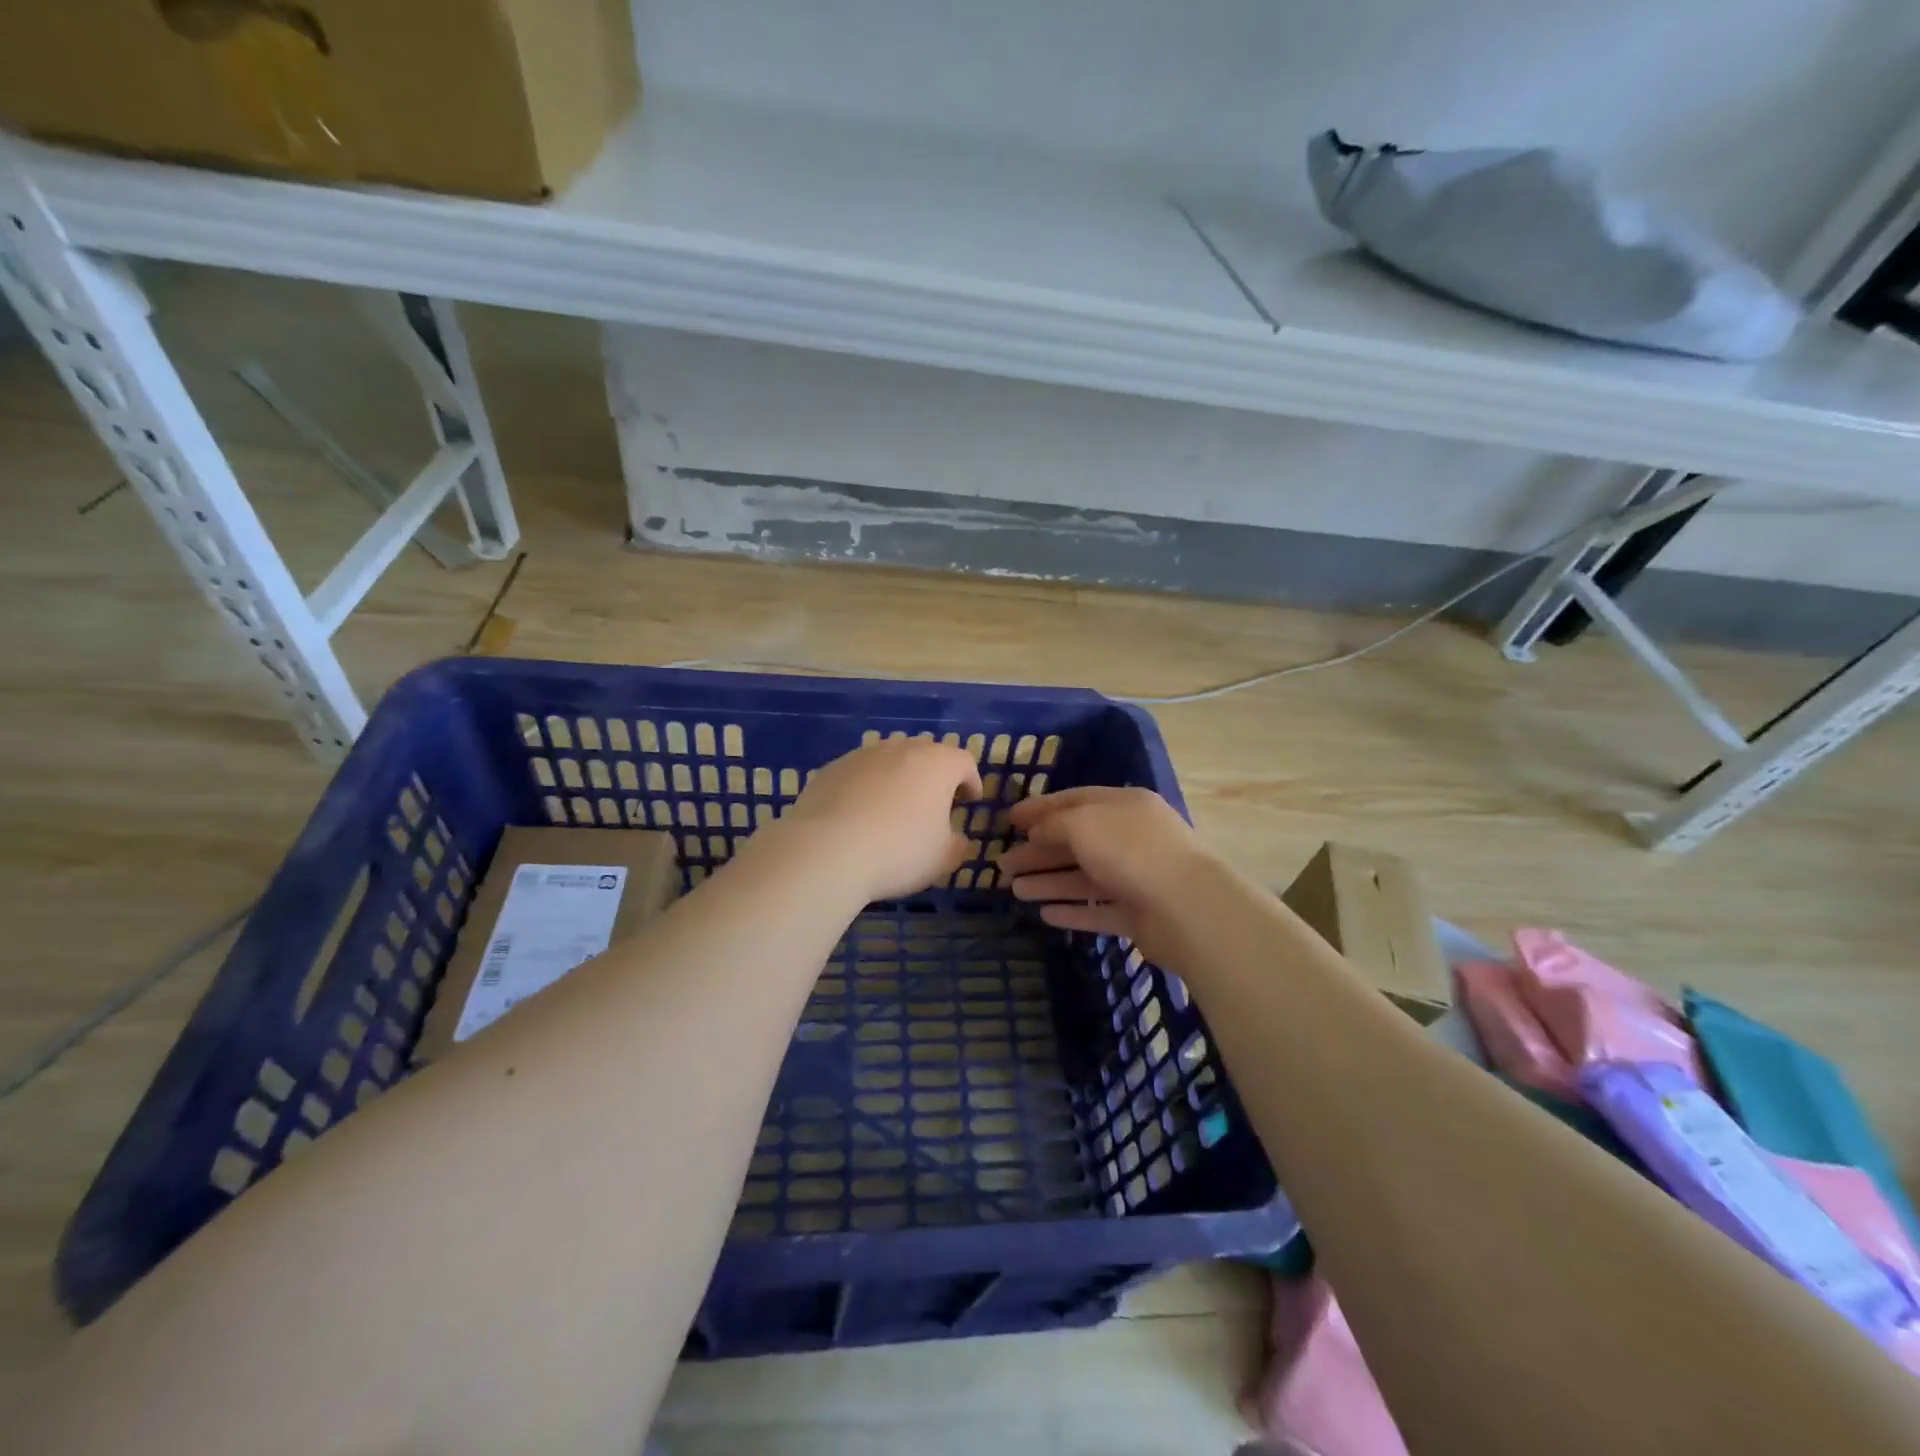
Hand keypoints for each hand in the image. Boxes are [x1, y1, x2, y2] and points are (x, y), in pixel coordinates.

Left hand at [778, 738, 983, 902]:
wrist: (828, 850)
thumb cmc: (899, 851)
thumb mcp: (942, 859)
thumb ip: (957, 845)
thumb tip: (955, 839)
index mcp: (937, 764)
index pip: (964, 762)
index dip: (971, 781)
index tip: (970, 800)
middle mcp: (901, 749)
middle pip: (926, 754)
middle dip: (934, 775)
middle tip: (934, 802)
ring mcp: (863, 755)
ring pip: (890, 760)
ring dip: (898, 779)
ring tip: (895, 808)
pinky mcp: (831, 768)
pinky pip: (859, 774)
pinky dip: (866, 788)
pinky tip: (859, 816)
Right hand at [1000, 787, 1221, 963]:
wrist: (1187, 907)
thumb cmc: (1131, 851)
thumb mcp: (1084, 823)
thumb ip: (1054, 824)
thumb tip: (1037, 831)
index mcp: (1123, 806)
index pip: (1075, 801)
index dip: (1040, 808)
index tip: (1009, 819)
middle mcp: (1130, 838)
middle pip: (1076, 842)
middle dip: (1038, 851)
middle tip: (1002, 863)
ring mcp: (1136, 877)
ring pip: (1084, 878)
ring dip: (1048, 882)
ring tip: (1014, 889)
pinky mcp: (1138, 915)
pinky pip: (1098, 910)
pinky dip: (1072, 911)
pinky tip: (1045, 914)